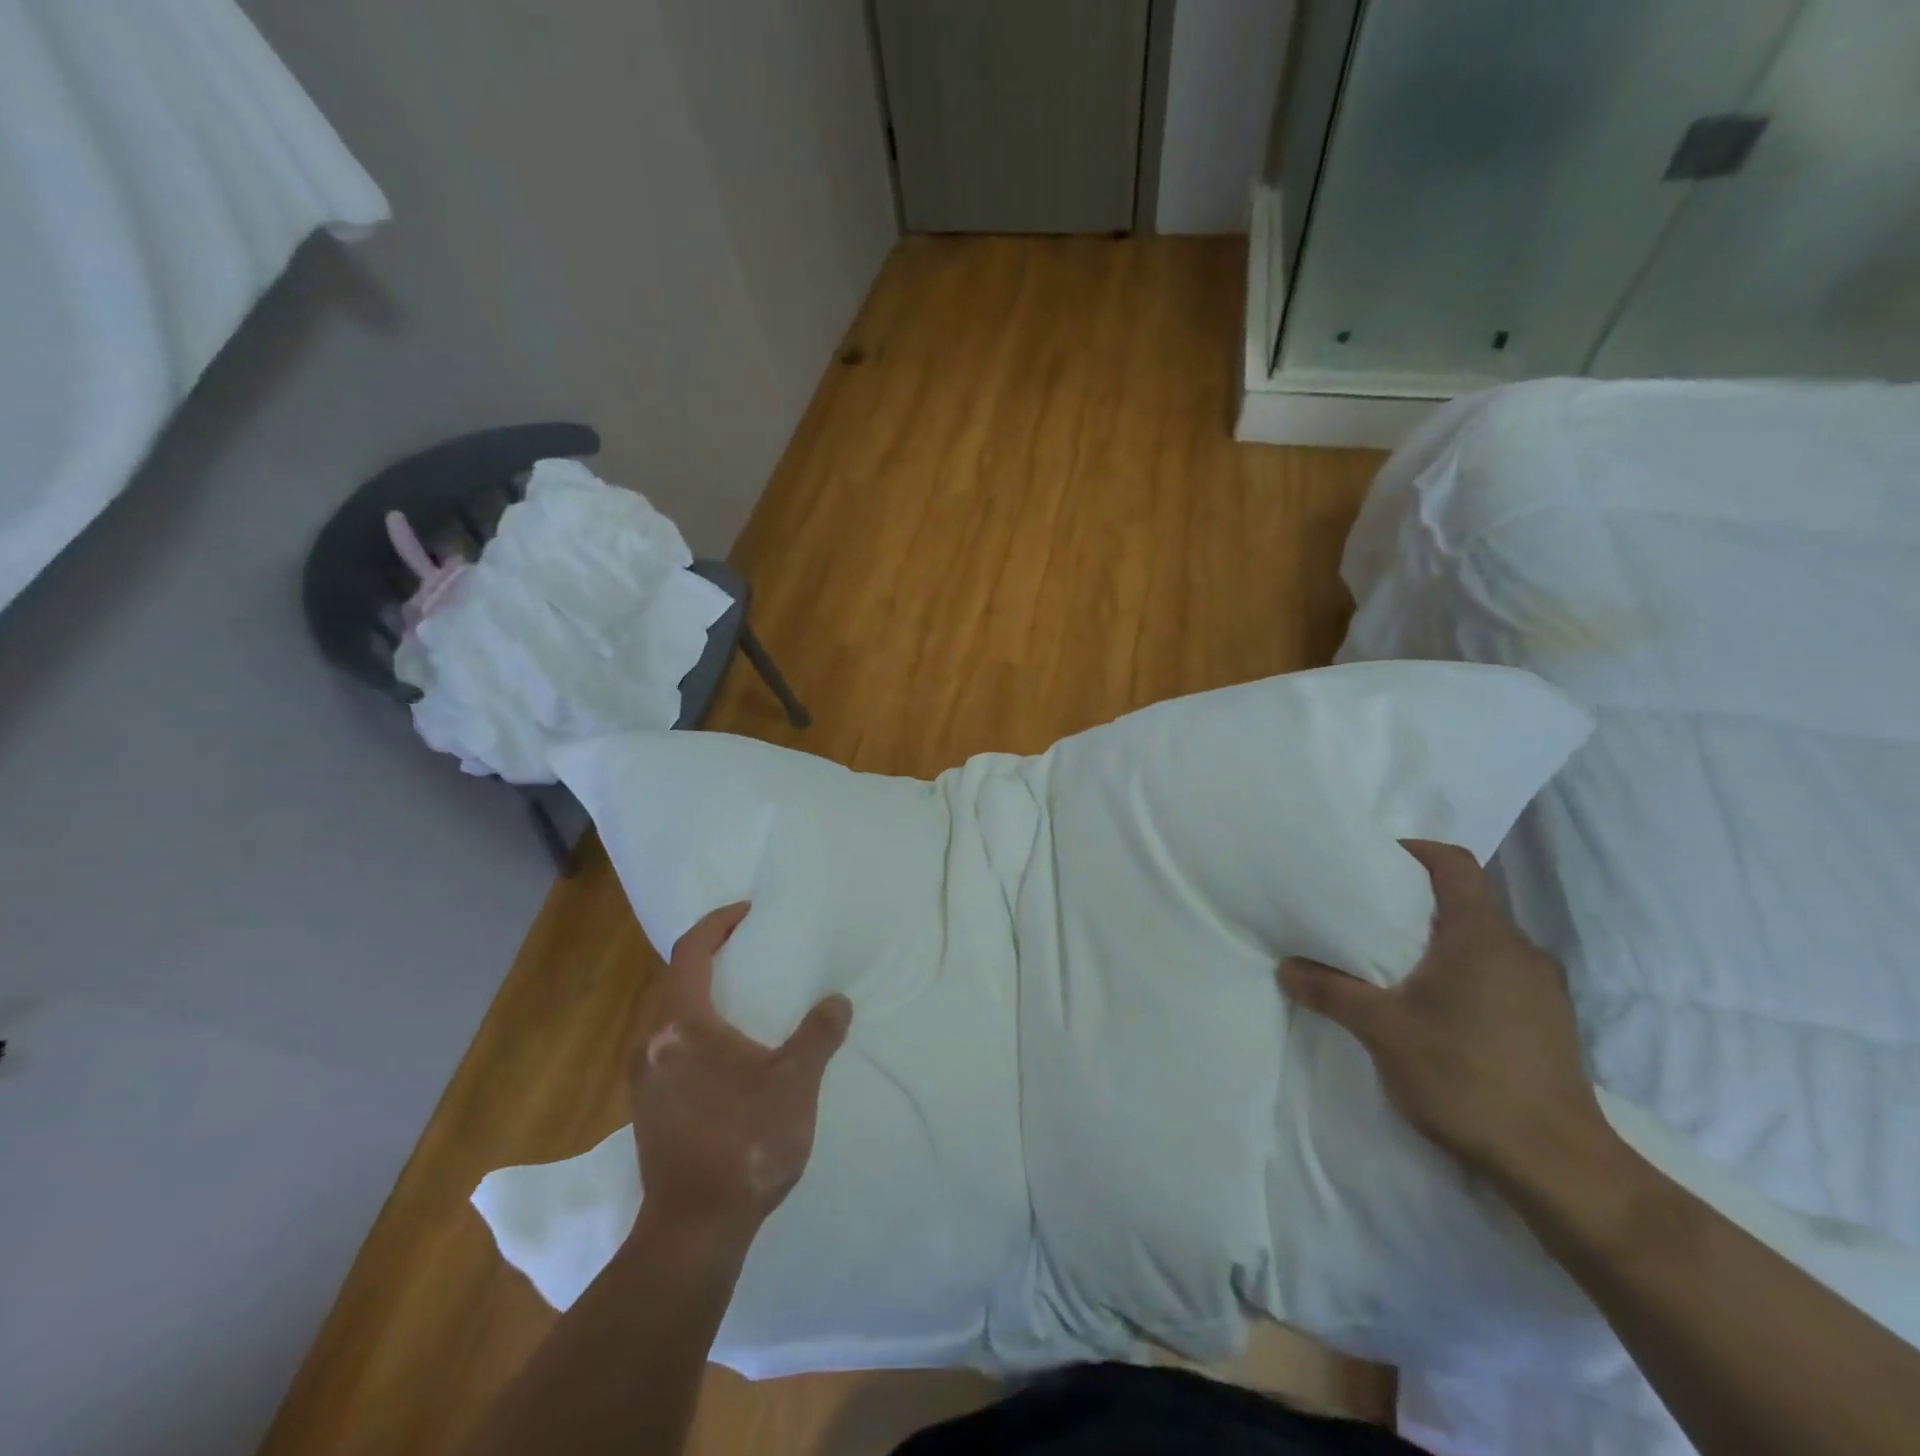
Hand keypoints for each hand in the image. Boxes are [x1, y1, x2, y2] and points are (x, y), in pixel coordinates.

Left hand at [628, 902, 852, 1244]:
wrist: (693, 1232)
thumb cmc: (743, 1144)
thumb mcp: (794, 1083)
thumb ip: (818, 1035)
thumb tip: (836, 1002)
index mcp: (681, 1025)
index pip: (690, 952)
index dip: (717, 925)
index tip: (748, 913)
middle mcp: (652, 1044)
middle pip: (676, 981)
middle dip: (712, 958)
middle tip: (753, 949)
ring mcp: (644, 1079)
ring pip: (672, 1017)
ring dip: (705, 995)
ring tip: (747, 996)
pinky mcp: (649, 1108)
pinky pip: (672, 1046)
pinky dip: (699, 1028)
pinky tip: (731, 1051)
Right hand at [1279, 840, 1610, 1182]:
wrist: (1558, 1166)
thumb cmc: (1466, 1077)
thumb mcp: (1382, 1030)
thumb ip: (1330, 990)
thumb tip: (1285, 968)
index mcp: (1483, 936)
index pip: (1454, 864)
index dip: (1414, 851)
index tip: (1374, 862)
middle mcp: (1520, 951)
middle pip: (1465, 901)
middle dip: (1414, 902)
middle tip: (1365, 915)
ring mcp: (1542, 989)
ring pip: (1481, 941)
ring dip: (1437, 941)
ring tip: (1390, 963)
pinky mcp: (1549, 1023)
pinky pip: (1496, 974)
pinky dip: (1460, 973)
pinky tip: (1431, 1008)